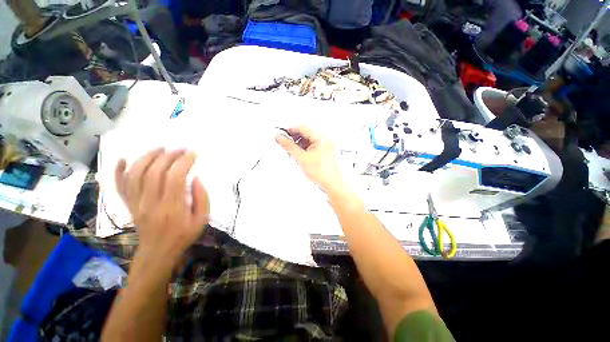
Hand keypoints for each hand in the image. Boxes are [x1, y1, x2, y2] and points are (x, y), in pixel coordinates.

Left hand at [115, 148, 209, 259]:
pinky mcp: (128, 205)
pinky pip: (119, 185)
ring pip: (135, 175)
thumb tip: (196, 178)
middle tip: (181, 149)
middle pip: (155, 172)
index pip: (175, 178)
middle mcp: (151, 203)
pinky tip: (123, 159)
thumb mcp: (202, 219)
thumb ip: (202, 198)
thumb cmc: (184, 235)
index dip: (184, 162)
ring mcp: (136, 203)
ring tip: (161, 149)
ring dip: (147, 157)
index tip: (194, 153)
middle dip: (169, 156)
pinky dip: (118, 171)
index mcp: (172, 208)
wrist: (158, 252)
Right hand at [276, 126, 343, 191]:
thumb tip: (280, 138)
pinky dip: (303, 150)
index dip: (291, 130)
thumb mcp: (302, 158)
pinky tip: (299, 156)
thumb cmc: (322, 173)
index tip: (281, 133)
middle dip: (294, 138)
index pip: (303, 128)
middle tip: (285, 143)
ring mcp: (324, 147)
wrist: (331, 184)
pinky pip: (311, 147)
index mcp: (322, 139)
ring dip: (298, 144)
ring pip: (307, 141)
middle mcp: (325, 141)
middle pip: (305, 134)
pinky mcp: (323, 154)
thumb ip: (289, 146)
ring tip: (292, 152)